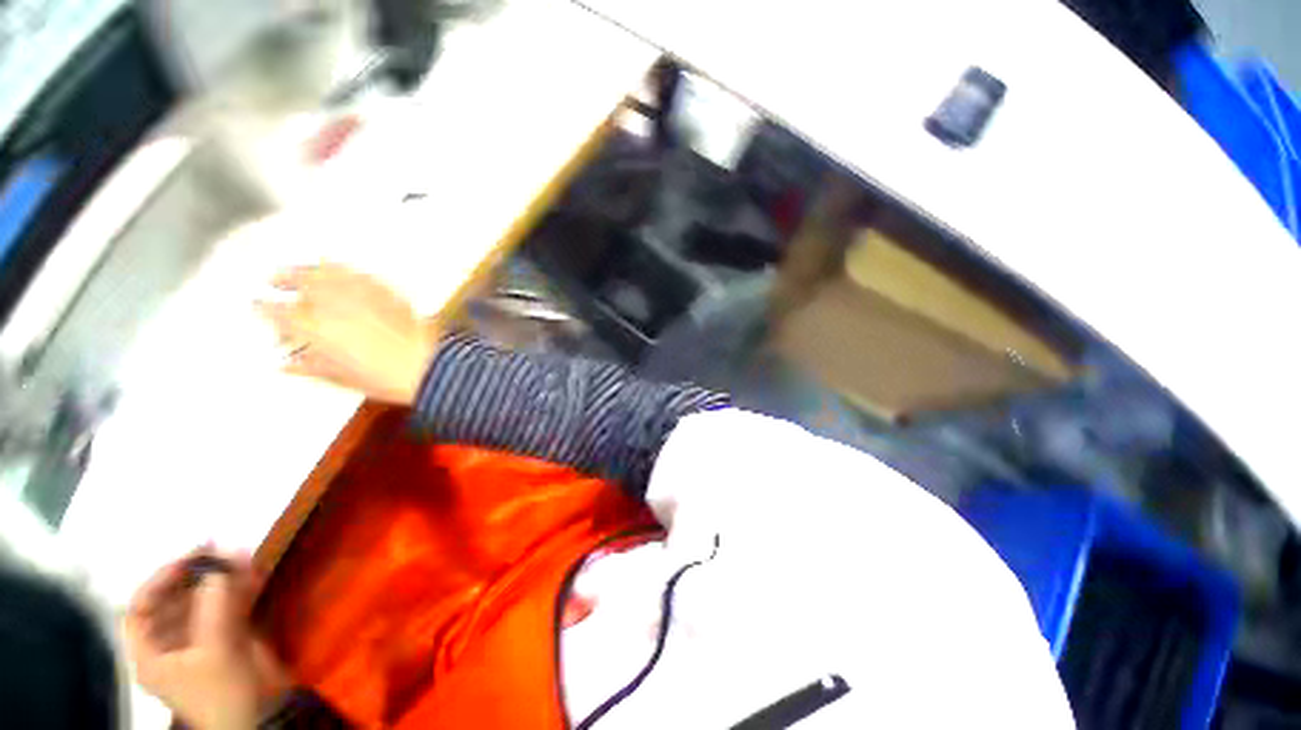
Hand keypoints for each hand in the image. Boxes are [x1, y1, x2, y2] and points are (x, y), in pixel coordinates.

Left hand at [124, 550, 290, 729]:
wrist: (260, 716)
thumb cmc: (223, 692)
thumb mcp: (217, 650)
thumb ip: (215, 605)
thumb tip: (220, 559)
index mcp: (151, 652)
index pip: (140, 608)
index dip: (160, 580)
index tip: (190, 559)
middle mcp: (170, 642)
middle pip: (173, 600)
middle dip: (196, 574)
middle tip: (219, 549)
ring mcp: (199, 640)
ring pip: (204, 600)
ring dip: (221, 578)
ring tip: (241, 554)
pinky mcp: (226, 637)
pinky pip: (227, 606)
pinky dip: (239, 588)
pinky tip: (253, 572)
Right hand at [257, 263, 437, 404]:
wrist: (428, 365)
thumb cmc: (381, 377)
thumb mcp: (339, 377)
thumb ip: (308, 366)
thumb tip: (286, 364)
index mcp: (311, 326)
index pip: (275, 310)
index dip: (263, 307)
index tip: (256, 304)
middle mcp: (331, 302)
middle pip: (299, 280)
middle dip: (283, 277)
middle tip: (273, 279)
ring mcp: (361, 292)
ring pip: (328, 270)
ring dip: (311, 268)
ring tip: (304, 270)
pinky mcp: (386, 290)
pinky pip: (358, 273)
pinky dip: (344, 270)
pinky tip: (341, 271)